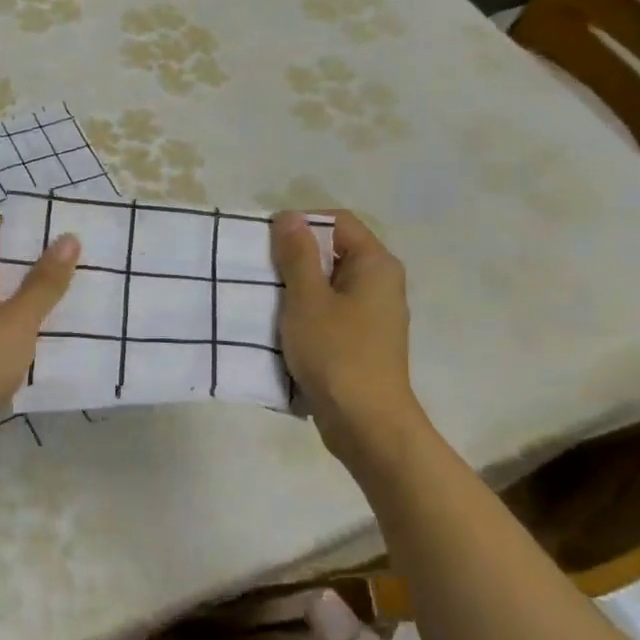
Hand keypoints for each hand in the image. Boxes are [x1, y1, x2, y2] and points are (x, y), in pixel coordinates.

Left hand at [0, 215, 79, 470]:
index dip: (28, 224)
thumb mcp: (18, 320)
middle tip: (81, 259)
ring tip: (76, 293)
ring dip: (30, 297)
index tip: (66, 226)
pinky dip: (20, 327)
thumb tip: (68, 237)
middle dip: (36, 262)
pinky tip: (52, 335)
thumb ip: (44, 281)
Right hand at [271, 210, 421, 462]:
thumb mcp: (307, 299)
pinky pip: (330, 312)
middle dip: (295, 258)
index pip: (338, 221)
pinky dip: (306, 314)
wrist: (366, 423)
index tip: (267, 244)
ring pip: (328, 285)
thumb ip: (297, 255)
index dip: (302, 224)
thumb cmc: (337, 353)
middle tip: (259, 272)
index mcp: (376, 264)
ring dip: (297, 289)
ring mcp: (373, 315)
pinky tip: (281, 329)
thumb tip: (288, 217)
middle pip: (333, 252)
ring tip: (264, 299)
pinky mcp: (361, 341)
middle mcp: (381, 283)